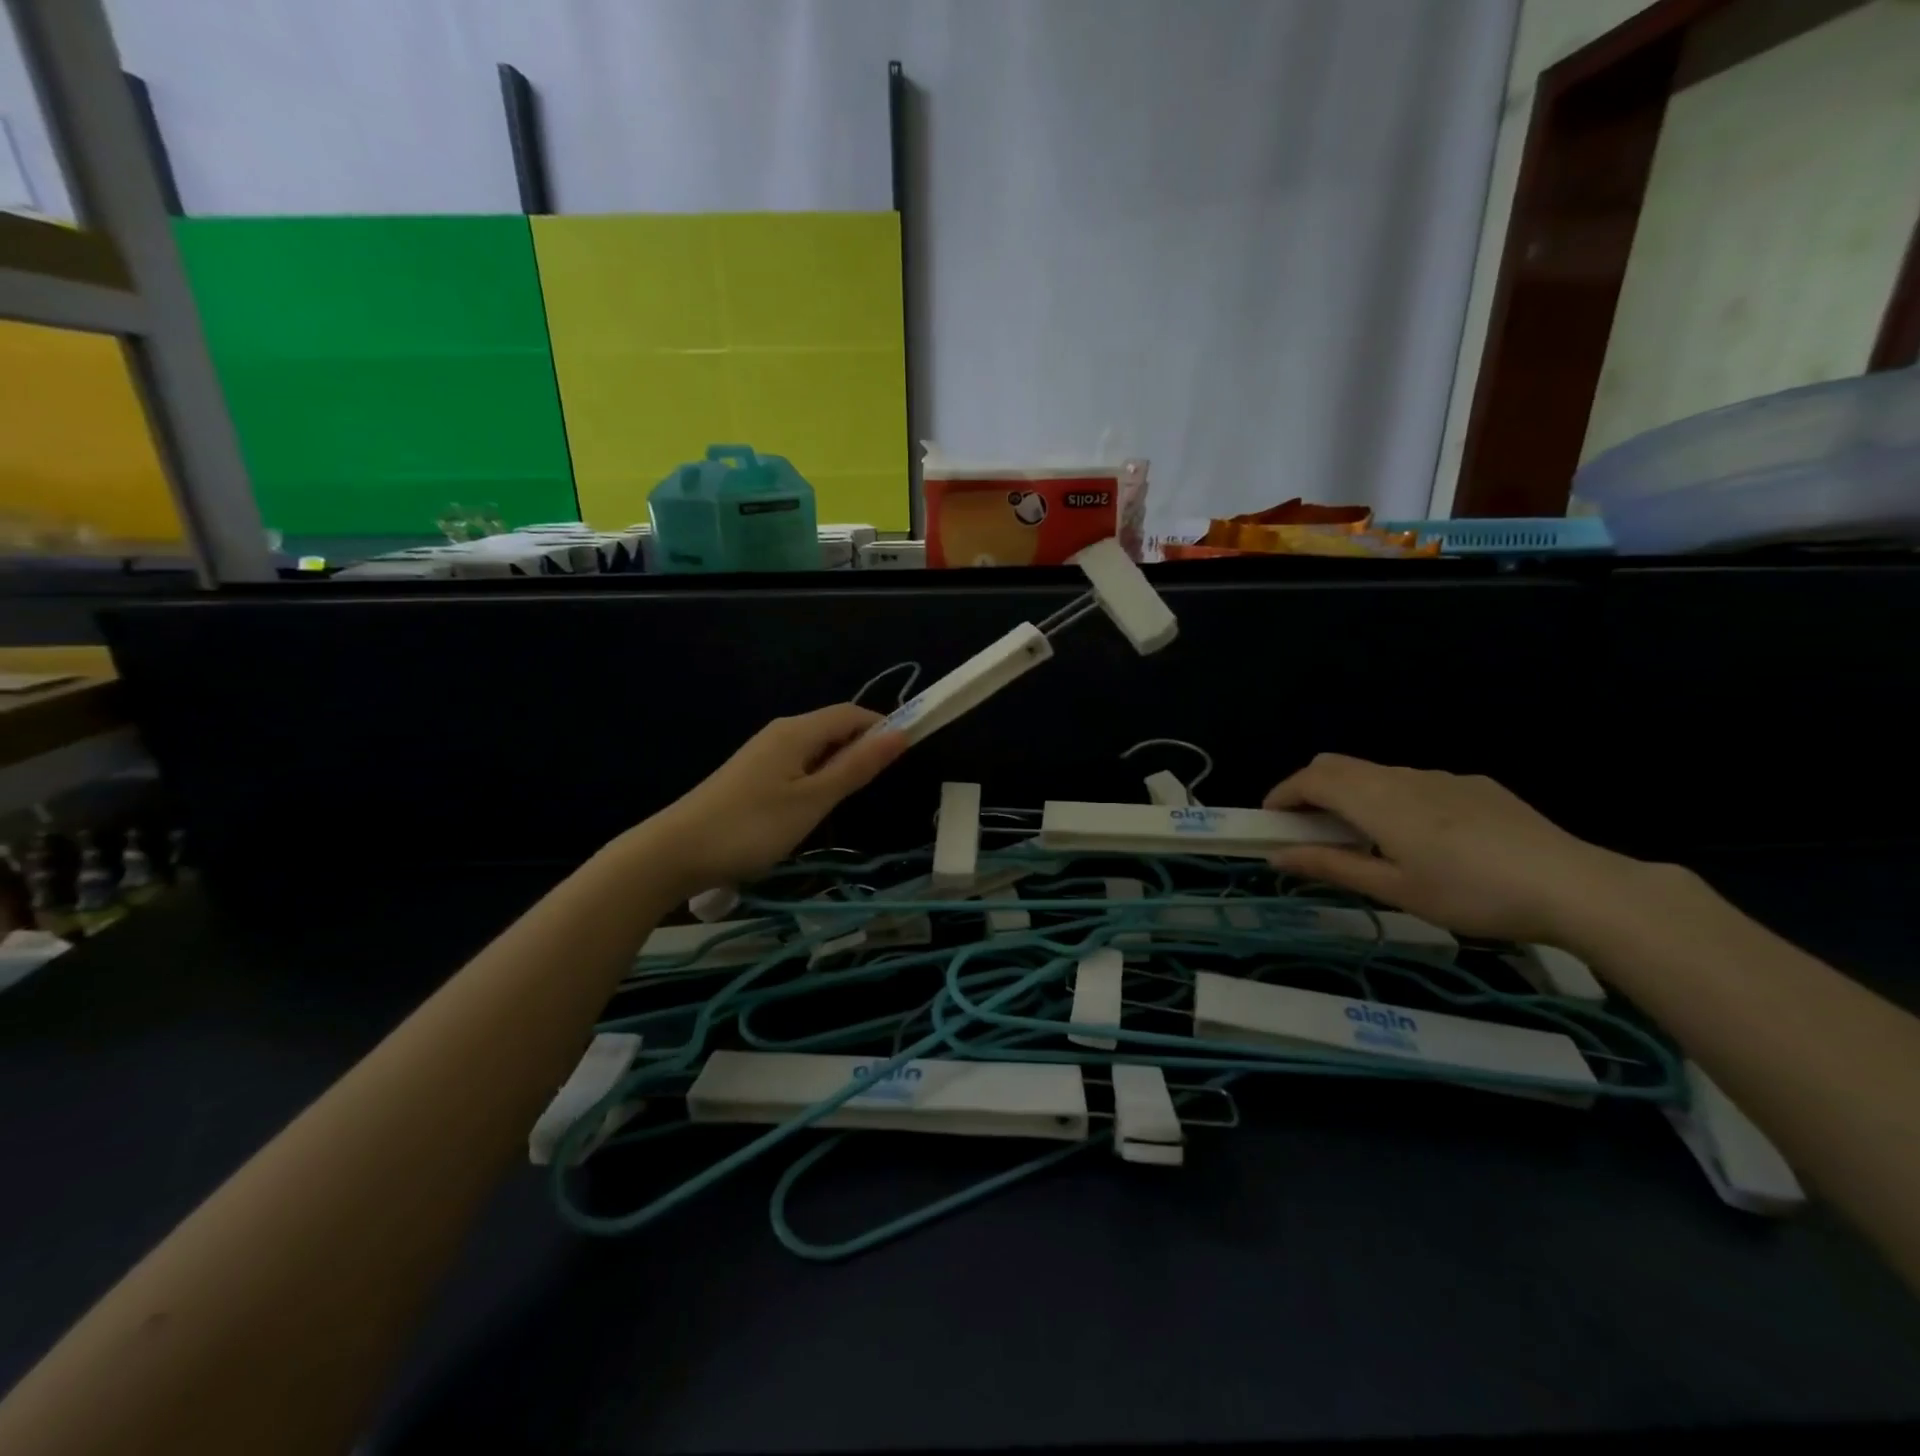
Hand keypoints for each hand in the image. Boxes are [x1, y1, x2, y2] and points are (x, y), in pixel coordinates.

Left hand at [644, 705, 907, 894]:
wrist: (674, 852)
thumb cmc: (752, 826)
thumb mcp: (813, 800)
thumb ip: (856, 766)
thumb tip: (900, 732)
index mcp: (797, 731)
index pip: (852, 713)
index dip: (882, 728)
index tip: (904, 758)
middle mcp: (780, 733)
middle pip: (833, 728)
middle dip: (861, 750)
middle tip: (872, 790)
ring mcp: (762, 754)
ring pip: (815, 749)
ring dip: (838, 768)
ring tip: (842, 805)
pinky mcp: (751, 775)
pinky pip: (797, 765)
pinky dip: (816, 780)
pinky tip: (811, 810)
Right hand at [1263, 754, 1644, 944]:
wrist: (1574, 886)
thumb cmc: (1470, 894)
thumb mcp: (1394, 890)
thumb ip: (1332, 866)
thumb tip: (1278, 856)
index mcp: (1376, 800)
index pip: (1311, 779)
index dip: (1282, 794)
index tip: (1269, 820)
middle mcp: (1402, 777)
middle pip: (1338, 765)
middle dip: (1310, 789)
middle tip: (1308, 829)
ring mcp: (1442, 777)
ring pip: (1376, 773)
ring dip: (1352, 795)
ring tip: (1363, 839)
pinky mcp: (1475, 786)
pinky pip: (1414, 782)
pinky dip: (1391, 798)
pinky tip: (1422, 839)